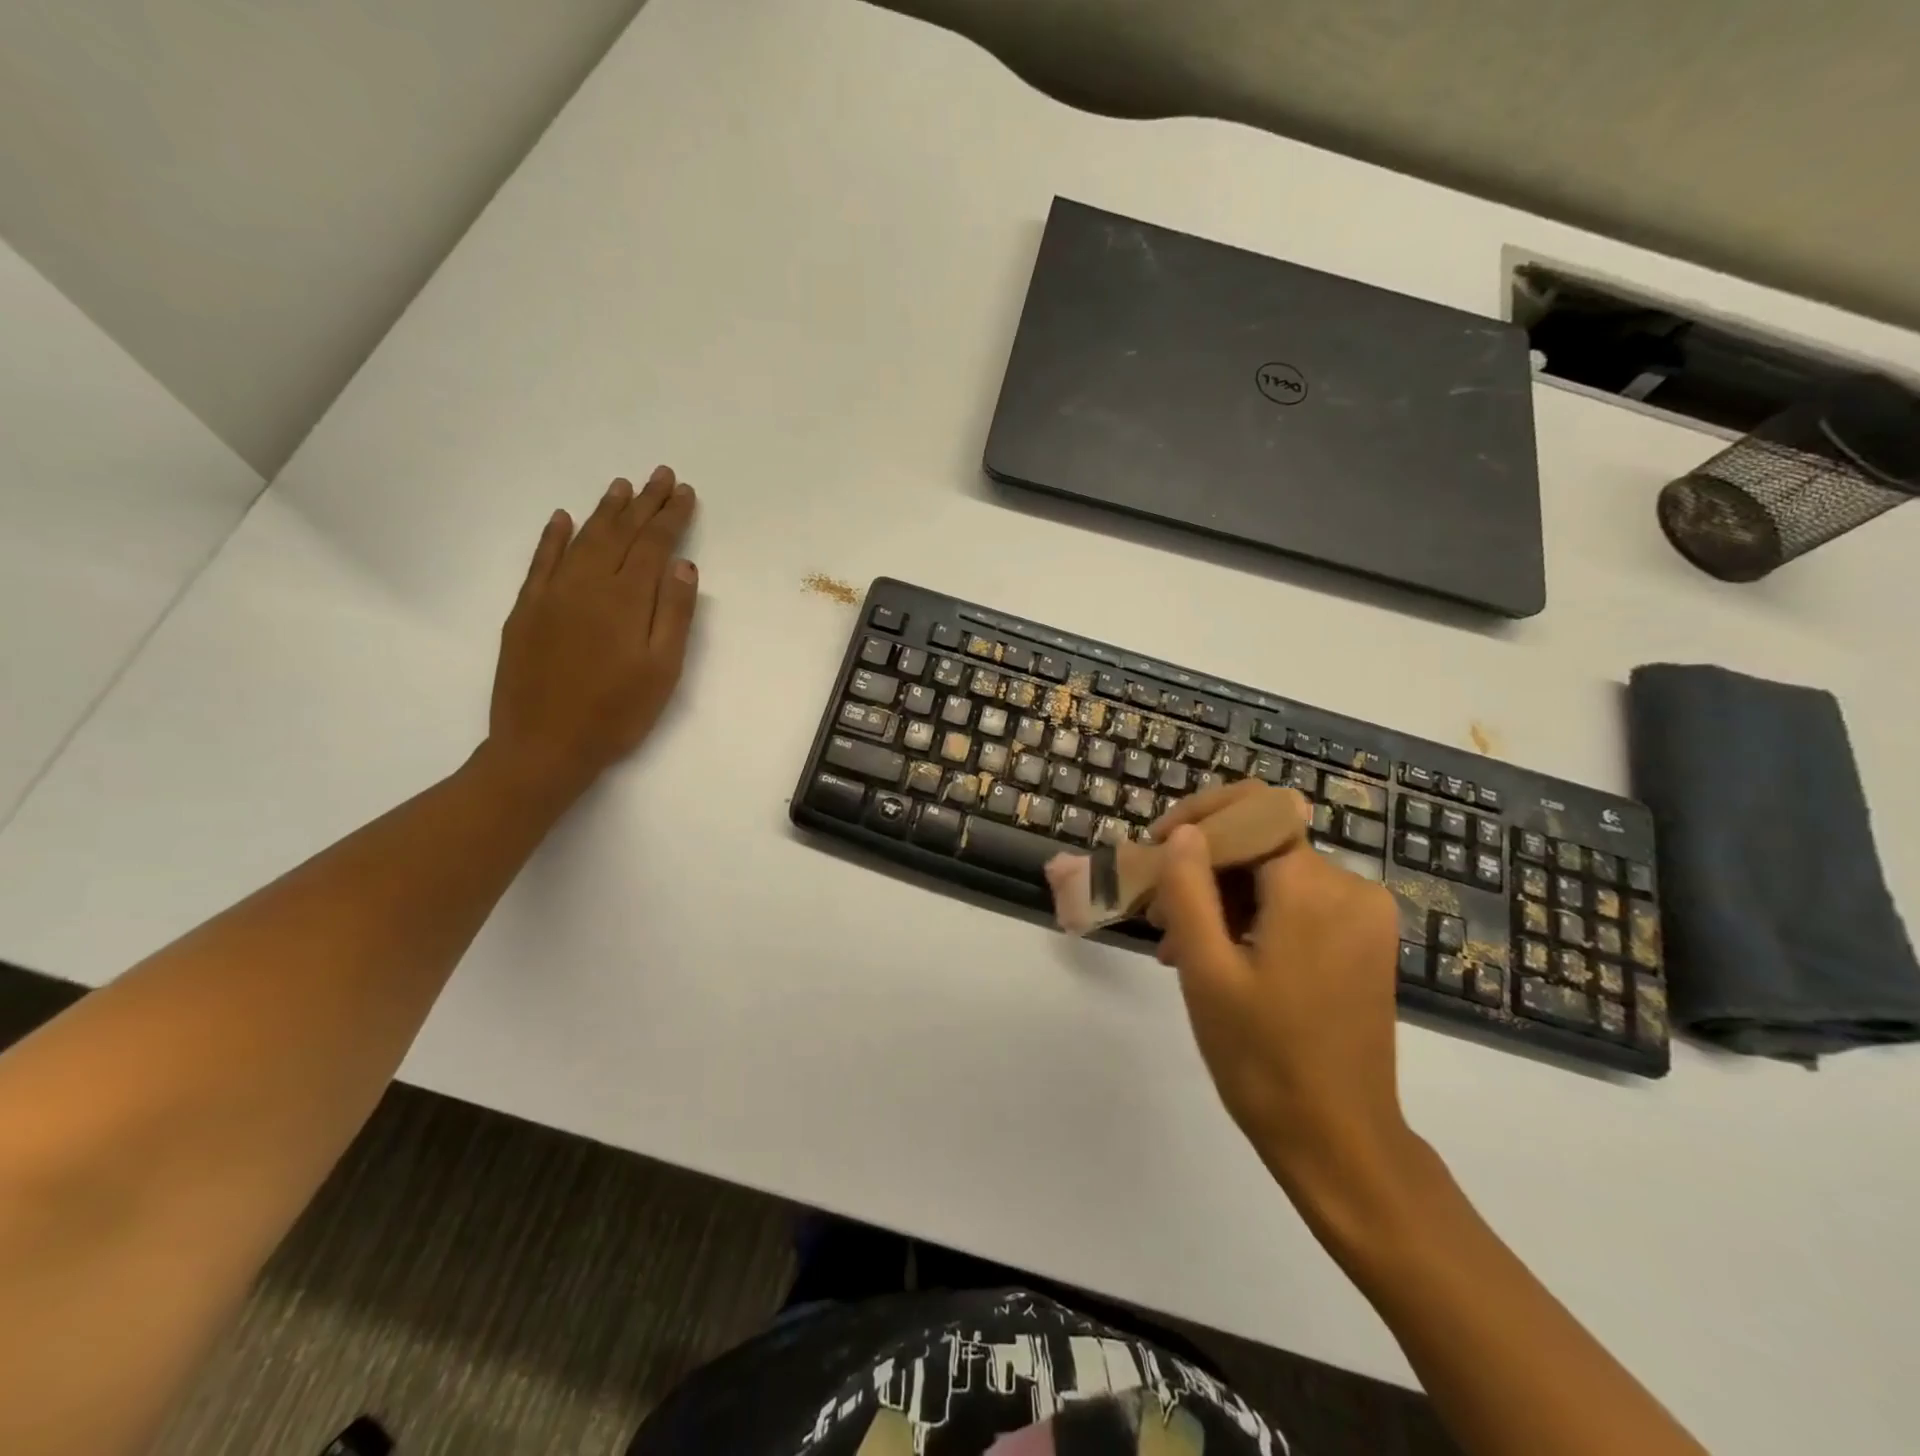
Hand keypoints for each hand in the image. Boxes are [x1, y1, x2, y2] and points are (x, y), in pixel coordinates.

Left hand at [487, 468, 697, 797]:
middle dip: (643, 503)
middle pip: (619, 533)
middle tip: (659, 475)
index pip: (654, 546)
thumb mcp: (662, 671)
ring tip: (621, 486)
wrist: (543, 746)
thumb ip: (674, 615)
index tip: (684, 492)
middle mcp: (588, 585)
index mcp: (626, 600)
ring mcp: (551, 594)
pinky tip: (563, 519)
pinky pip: (541, 561)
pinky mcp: (526, 610)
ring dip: (604, 511)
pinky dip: (553, 536)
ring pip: (582, 539)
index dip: (671, 517)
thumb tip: (683, 566)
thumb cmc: (616, 714)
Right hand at [1150, 782, 1410, 1200]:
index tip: (1153, 849)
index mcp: (1313, 887)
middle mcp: (1351, 887)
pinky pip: (1298, 903)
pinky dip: (1253, 915)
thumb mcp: (1206, 970)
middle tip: (1156, 912)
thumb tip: (1182, 833)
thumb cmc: (1263, 1058)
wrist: (1341, 1142)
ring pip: (1275, 874)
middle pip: (1261, 843)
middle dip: (1203, 866)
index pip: (1252, 811)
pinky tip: (1217, 955)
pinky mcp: (1364, 942)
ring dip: (1222, 896)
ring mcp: (1363, 916)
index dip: (1197, 819)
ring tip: (1177, 944)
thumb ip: (1188, 888)